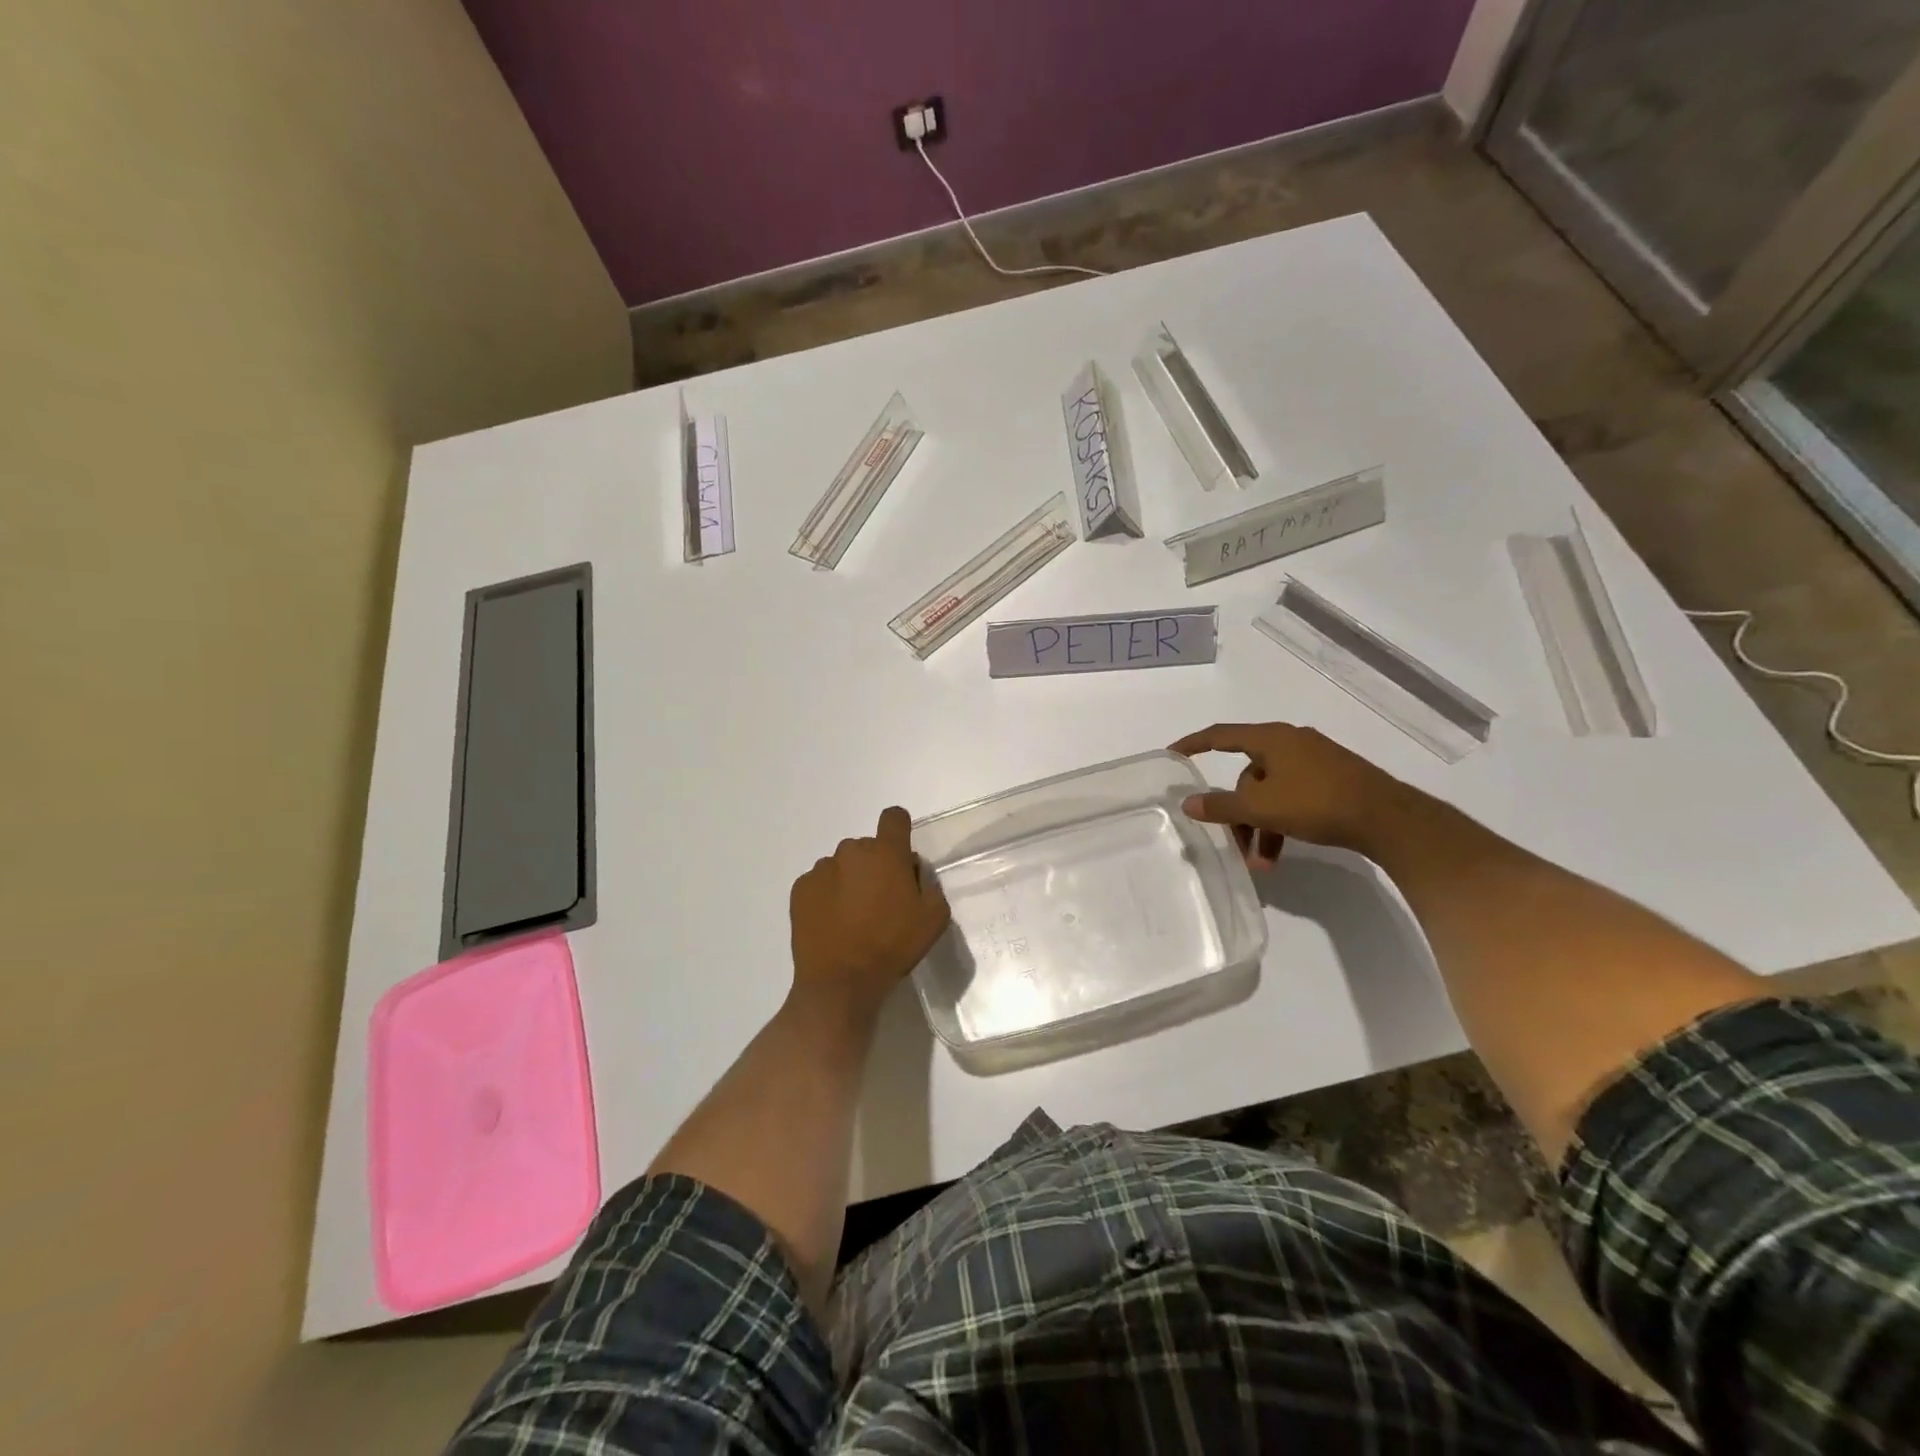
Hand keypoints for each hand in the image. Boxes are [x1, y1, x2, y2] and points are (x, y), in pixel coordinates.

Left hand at [789, 806, 950, 1016]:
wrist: (840, 981)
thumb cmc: (892, 946)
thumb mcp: (934, 919)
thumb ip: (930, 886)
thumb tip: (913, 873)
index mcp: (886, 853)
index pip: (894, 817)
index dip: (899, 830)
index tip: (900, 856)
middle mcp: (851, 851)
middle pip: (867, 846)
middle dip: (875, 865)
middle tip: (880, 900)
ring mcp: (822, 869)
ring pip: (842, 865)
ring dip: (850, 880)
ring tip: (852, 917)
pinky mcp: (800, 888)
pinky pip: (819, 882)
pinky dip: (827, 895)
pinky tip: (832, 923)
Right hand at [1169, 722, 1404, 867]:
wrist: (1389, 819)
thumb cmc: (1317, 803)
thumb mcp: (1262, 808)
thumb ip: (1221, 806)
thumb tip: (1188, 802)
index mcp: (1272, 738)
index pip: (1220, 735)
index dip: (1193, 743)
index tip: (1172, 754)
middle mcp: (1292, 743)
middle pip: (1248, 775)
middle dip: (1239, 812)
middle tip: (1236, 843)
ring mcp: (1316, 761)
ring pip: (1271, 791)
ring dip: (1261, 826)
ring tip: (1263, 862)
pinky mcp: (1333, 780)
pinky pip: (1293, 798)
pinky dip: (1282, 822)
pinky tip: (1283, 852)